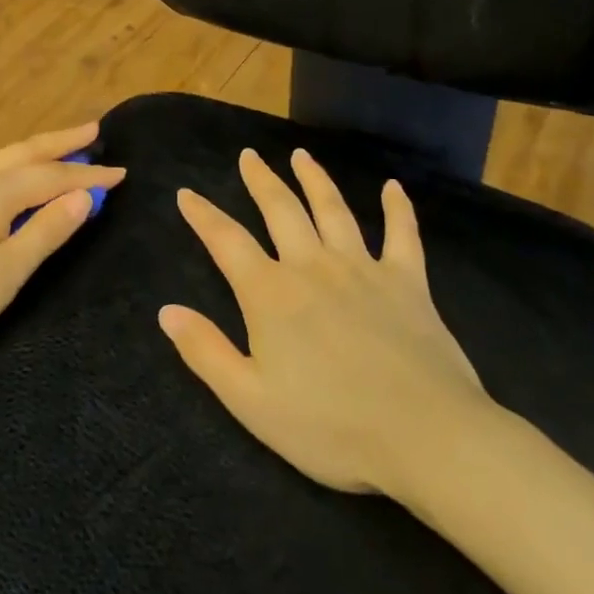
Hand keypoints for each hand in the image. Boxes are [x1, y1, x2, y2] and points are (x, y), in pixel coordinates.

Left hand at [0, 123, 124, 363]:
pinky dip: (18, 166)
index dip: (89, 177)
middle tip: (95, 129)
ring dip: (40, 150)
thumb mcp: (9, 270)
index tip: (122, 173)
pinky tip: (23, 175)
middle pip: (27, 151)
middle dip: (63, 141)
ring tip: (67, 146)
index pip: (52, 176)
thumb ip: (48, 230)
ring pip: (6, 158)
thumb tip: (84, 197)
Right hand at [159, 148, 490, 504]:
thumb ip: (205, 352)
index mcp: (271, 294)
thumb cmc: (331, 427)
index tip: (186, 193)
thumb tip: (166, 311)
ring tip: (301, 155)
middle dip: (260, 180)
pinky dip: (397, 209)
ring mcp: (363, 269)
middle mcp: (312, 267)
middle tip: (248, 156)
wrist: (427, 438)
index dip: (203, 215)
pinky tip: (393, 187)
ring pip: (332, 210)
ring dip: (314, 179)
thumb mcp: (251, 401)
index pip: (226, 241)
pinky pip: (402, 235)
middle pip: (280, 209)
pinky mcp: (407, 283)